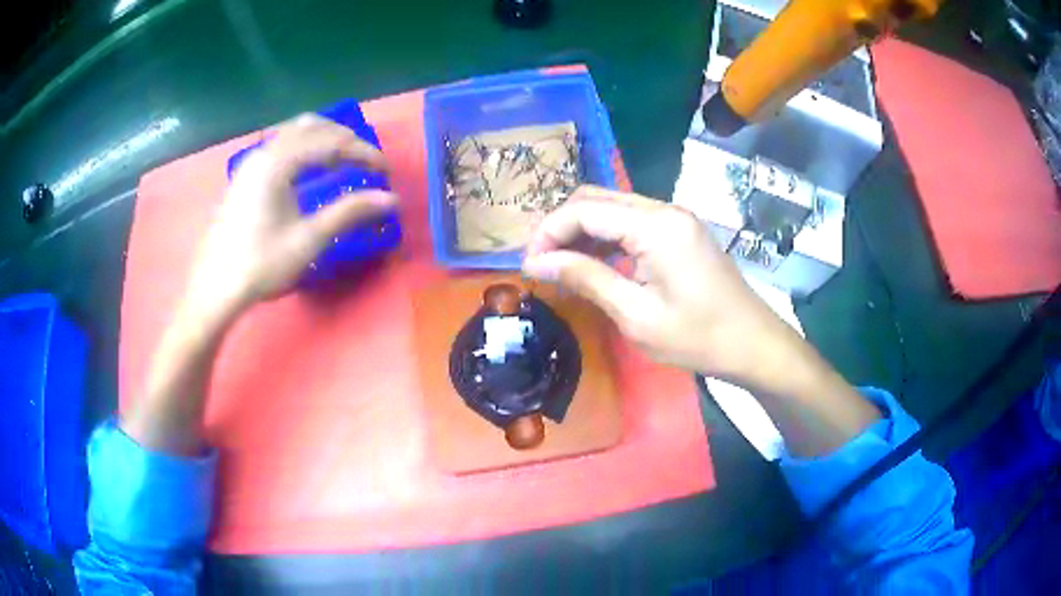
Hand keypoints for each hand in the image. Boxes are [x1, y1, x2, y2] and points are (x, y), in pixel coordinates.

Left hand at [183, 114, 396, 318]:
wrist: (215, 288)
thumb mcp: (308, 240)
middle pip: (313, 126)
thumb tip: (390, 199)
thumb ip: (349, 212)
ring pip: (295, 131)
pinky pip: (282, 144)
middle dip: (345, 139)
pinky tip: (312, 166)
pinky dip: (305, 146)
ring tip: (345, 158)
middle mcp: (264, 153)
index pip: (331, 142)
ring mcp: (252, 162)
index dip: (363, 152)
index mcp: (278, 163)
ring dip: (325, 138)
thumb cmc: (261, 264)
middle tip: (367, 162)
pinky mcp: (246, 175)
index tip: (385, 171)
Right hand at [522, 185, 804, 392]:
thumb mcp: (636, 315)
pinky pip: (631, 220)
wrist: (753, 343)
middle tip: (540, 263)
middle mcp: (663, 208)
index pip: (585, 210)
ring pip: (612, 206)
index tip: (528, 265)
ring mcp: (674, 216)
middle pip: (596, 198)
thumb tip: (537, 262)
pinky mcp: (679, 229)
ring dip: (581, 229)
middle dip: (561, 226)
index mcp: (655, 225)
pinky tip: (592, 261)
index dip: (548, 232)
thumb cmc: (698, 337)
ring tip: (559, 264)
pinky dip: (605, 235)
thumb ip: (586, 279)